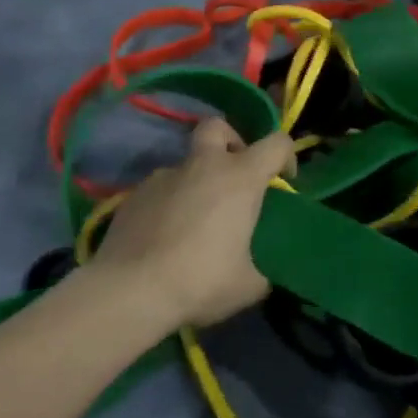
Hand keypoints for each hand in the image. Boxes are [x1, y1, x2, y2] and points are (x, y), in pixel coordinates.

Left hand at [89, 118, 293, 327]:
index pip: (276, 143)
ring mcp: (163, 176)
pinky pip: (159, 190)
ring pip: (185, 164)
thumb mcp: (248, 285)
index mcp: (240, 178)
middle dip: (230, 141)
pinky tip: (164, 237)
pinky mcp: (133, 194)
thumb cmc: (201, 280)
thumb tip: (257, 275)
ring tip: (194, 223)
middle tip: (233, 176)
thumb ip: (259, 270)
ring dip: (196, 182)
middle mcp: (203, 166)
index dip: (286, 155)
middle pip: (217, 127)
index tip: (284, 180)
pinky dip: (168, 205)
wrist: (130, 290)